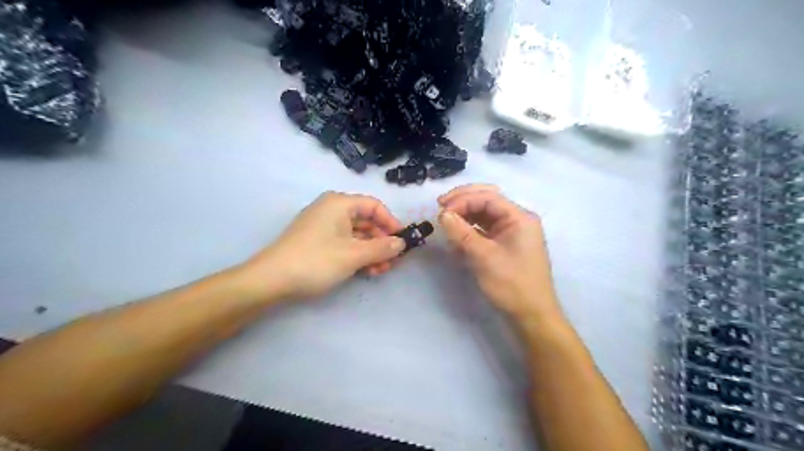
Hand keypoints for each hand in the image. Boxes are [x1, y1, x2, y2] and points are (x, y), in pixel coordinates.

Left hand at [237, 192, 400, 299]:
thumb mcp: (354, 254)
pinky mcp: (317, 242)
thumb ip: (382, 248)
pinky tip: (366, 271)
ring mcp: (323, 226)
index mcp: (340, 203)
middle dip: (382, 242)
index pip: (374, 206)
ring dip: (371, 252)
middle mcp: (332, 210)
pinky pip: (344, 243)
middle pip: (366, 221)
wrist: (271, 280)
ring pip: (356, 235)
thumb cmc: (316, 260)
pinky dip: (357, 255)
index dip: (391, 223)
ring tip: (381, 270)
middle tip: (393, 261)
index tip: (402, 242)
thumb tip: (402, 243)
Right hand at [439, 183, 561, 323]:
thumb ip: (462, 232)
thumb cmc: (512, 284)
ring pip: (485, 214)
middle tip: (441, 206)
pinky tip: (456, 236)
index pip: (487, 197)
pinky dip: (470, 230)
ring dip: (465, 215)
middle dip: (463, 201)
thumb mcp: (484, 257)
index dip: (462, 200)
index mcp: (520, 217)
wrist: (532, 316)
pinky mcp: (506, 245)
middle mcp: (517, 220)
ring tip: (445, 221)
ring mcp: (512, 232)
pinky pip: (485, 229)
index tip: (441, 211)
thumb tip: (442, 214)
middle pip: (487, 200)